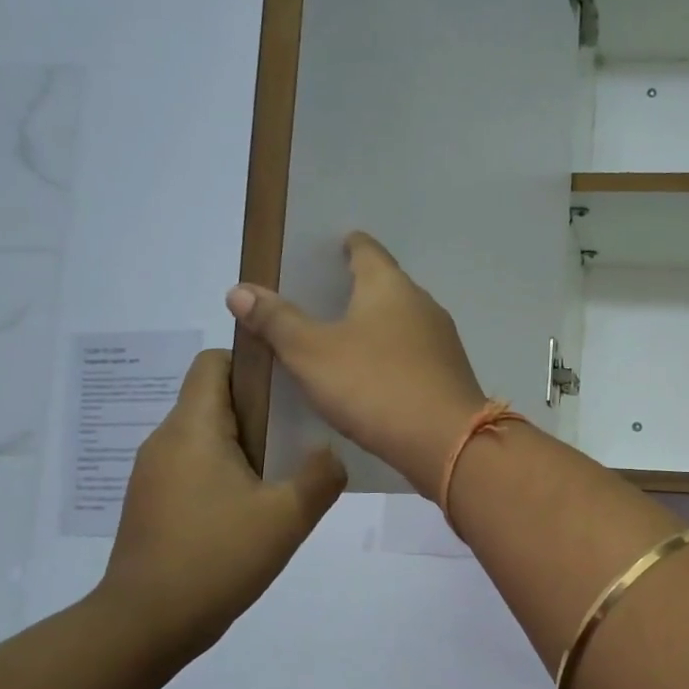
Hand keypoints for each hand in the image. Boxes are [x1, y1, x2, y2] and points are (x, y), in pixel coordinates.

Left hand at [93, 349, 344, 663]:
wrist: (145, 625)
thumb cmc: (216, 558)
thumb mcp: (286, 517)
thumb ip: (320, 476)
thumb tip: (330, 453)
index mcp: (193, 428)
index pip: (215, 361)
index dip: (254, 362)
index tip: (292, 388)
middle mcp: (166, 440)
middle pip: (214, 397)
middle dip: (261, 407)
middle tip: (304, 435)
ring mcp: (154, 473)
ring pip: (207, 435)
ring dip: (247, 443)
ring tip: (285, 473)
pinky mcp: (154, 502)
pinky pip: (196, 466)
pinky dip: (227, 471)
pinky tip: (254, 507)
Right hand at [227, 233, 489, 498]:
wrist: (446, 442)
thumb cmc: (375, 386)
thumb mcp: (312, 354)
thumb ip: (277, 321)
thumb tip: (239, 290)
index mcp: (389, 286)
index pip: (367, 250)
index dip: (347, 246)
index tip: (330, 249)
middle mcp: (422, 304)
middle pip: (386, 285)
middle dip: (357, 289)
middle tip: (321, 298)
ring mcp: (441, 341)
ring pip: (401, 322)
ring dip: (375, 326)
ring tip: (342, 338)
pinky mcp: (448, 375)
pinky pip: (412, 354)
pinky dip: (390, 356)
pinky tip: (373, 376)